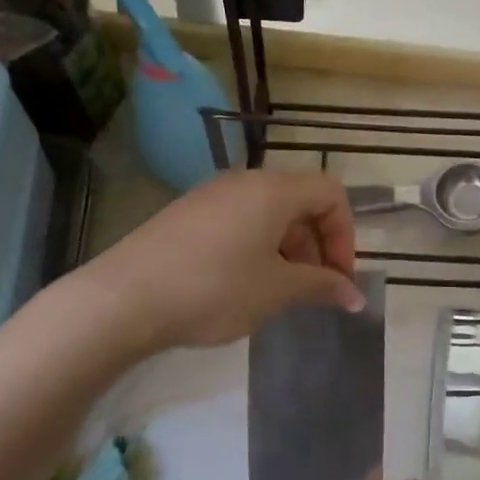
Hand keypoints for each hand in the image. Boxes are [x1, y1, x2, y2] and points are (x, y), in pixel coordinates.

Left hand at [86, 169, 362, 352]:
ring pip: (268, 213)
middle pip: (299, 201)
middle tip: (313, 290)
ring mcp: (211, 195)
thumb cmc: (214, 289)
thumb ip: (321, 286)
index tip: (337, 279)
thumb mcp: (276, 290)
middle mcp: (244, 181)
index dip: (344, 235)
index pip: (330, 193)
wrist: (124, 298)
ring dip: (287, 249)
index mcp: (273, 189)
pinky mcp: (187, 214)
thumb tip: (355, 296)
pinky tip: (242, 285)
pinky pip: (238, 221)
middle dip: (316, 245)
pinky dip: (256, 247)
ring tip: (279, 292)